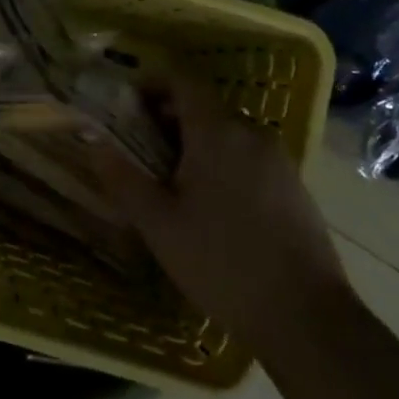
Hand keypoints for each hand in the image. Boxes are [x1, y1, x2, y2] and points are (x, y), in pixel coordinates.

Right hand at [97, 75, 354, 349]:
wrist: (305, 317)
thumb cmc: (220, 262)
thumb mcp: (158, 224)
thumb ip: (123, 177)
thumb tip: (93, 139)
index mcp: (217, 132)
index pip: (183, 80)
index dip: (153, 83)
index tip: (127, 104)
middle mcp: (251, 134)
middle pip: (205, 107)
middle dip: (169, 118)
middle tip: (140, 148)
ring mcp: (279, 160)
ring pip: (228, 134)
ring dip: (196, 143)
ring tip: (171, 181)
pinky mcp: (295, 187)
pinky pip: (250, 157)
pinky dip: (223, 163)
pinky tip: (212, 205)